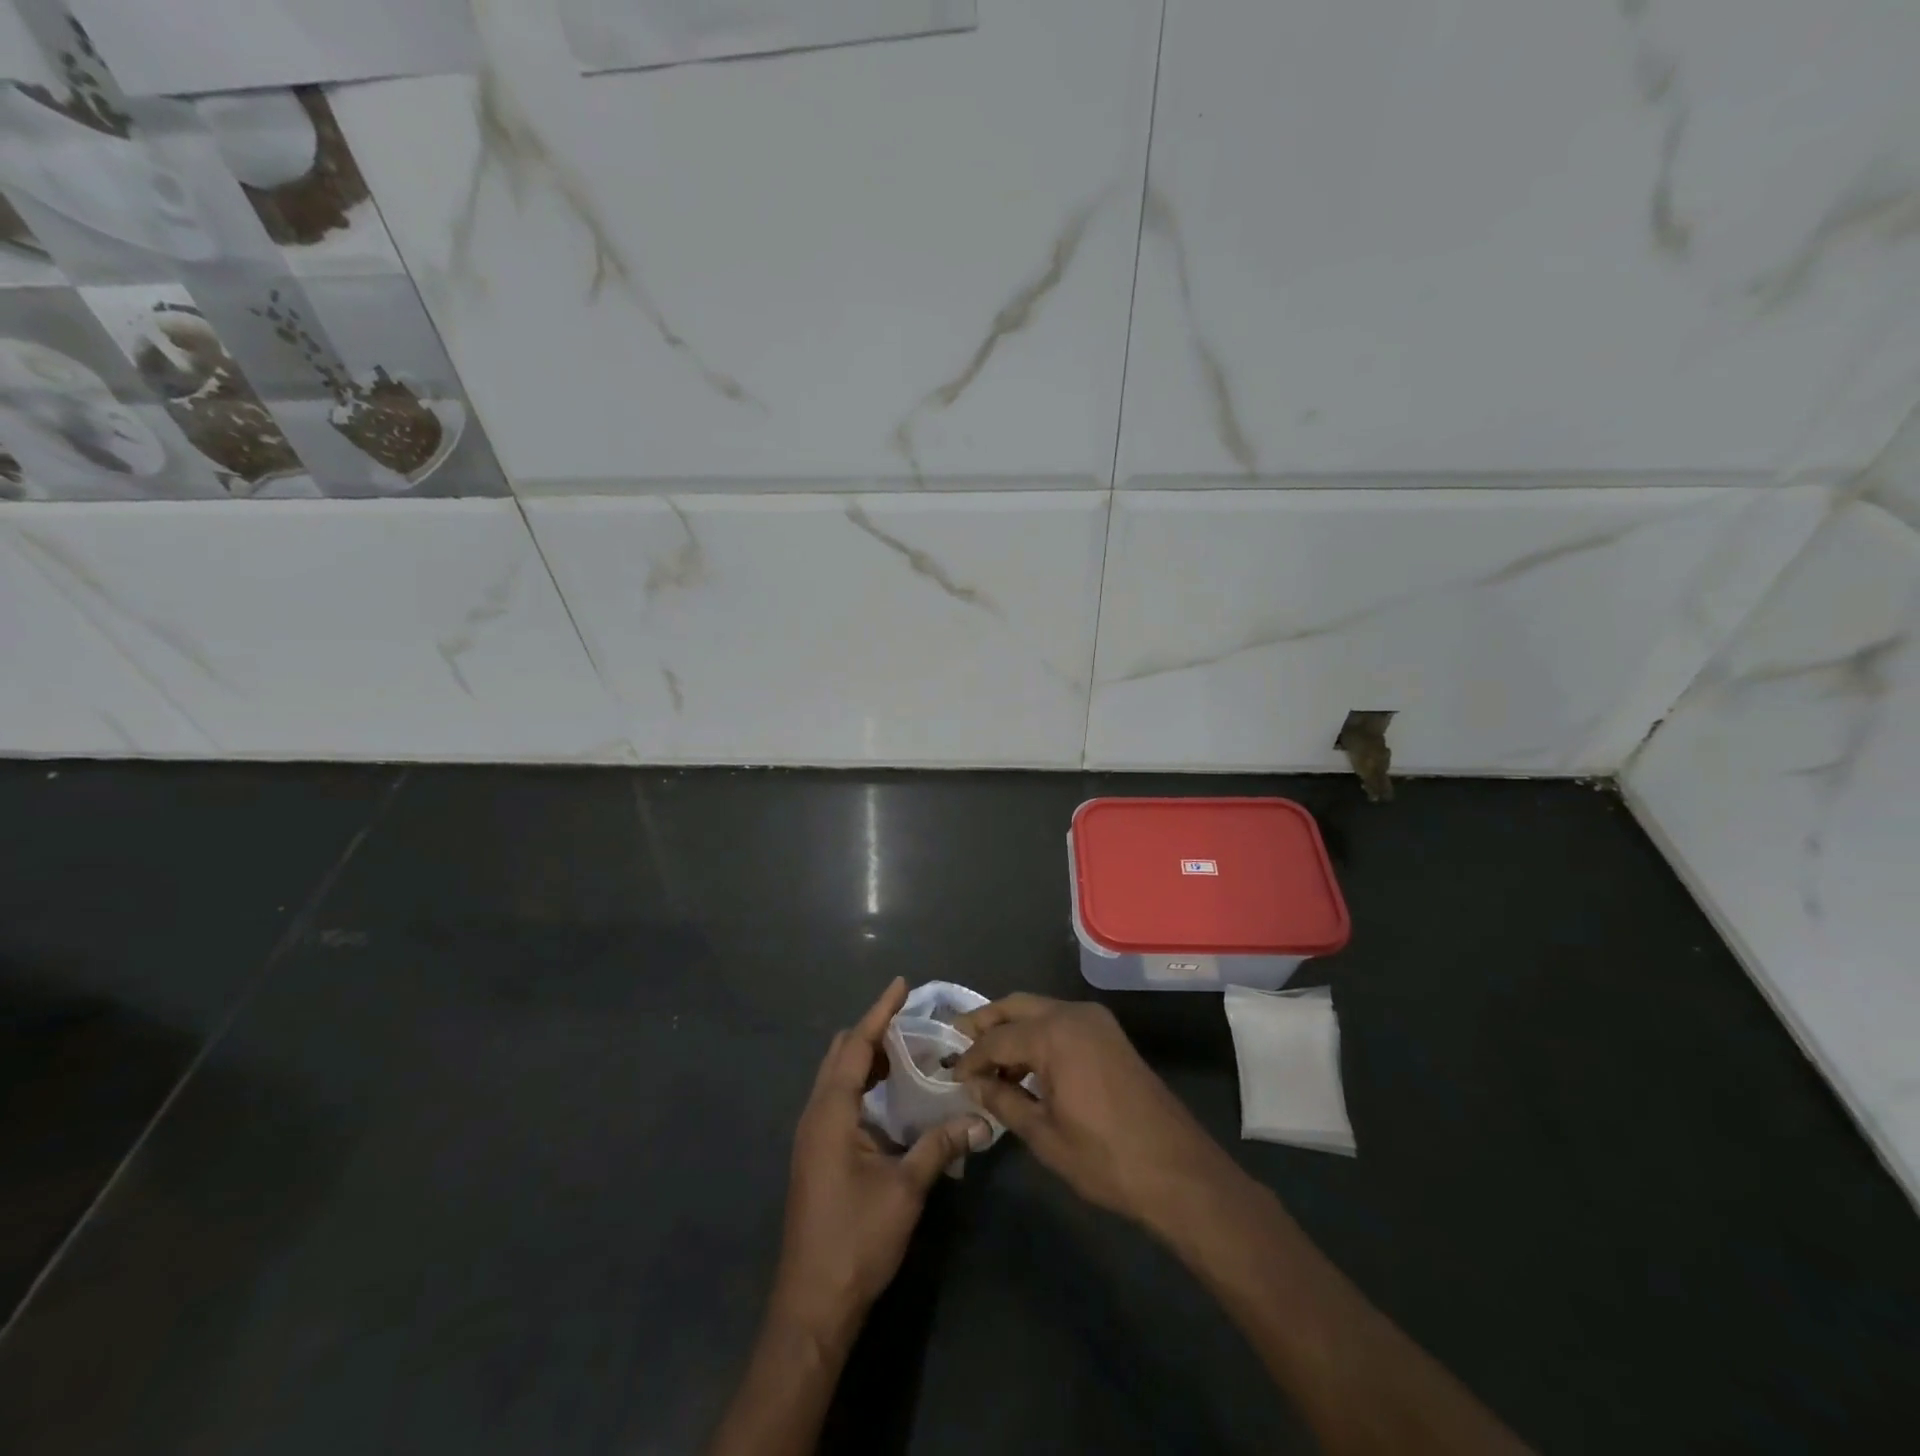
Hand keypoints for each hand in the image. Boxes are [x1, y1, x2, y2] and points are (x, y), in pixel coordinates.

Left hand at [772, 978, 990, 1343]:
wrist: (812, 1305)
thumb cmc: (856, 1240)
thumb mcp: (905, 1190)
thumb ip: (939, 1146)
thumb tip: (979, 1120)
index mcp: (831, 1113)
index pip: (855, 1046)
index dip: (879, 1013)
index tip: (901, 985)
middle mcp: (815, 1115)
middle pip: (840, 1055)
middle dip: (872, 1031)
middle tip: (910, 1020)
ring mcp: (812, 1137)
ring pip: (836, 1078)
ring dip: (865, 1058)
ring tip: (905, 1051)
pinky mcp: (816, 1155)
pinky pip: (838, 1100)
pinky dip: (861, 1084)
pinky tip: (889, 1096)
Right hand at [954, 994, 1233, 1233]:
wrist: (1177, 1170)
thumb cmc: (1105, 1158)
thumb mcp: (1044, 1134)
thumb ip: (1003, 1100)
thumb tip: (974, 1083)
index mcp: (1054, 1034)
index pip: (996, 1037)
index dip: (971, 1057)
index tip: (951, 1075)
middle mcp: (1073, 1014)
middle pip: (1016, 1006)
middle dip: (986, 1022)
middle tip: (958, 1042)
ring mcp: (1096, 1021)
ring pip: (1040, 1010)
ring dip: (1012, 1027)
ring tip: (988, 1059)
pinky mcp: (1109, 1034)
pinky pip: (1061, 1021)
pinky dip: (1038, 1034)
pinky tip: (1025, 1064)